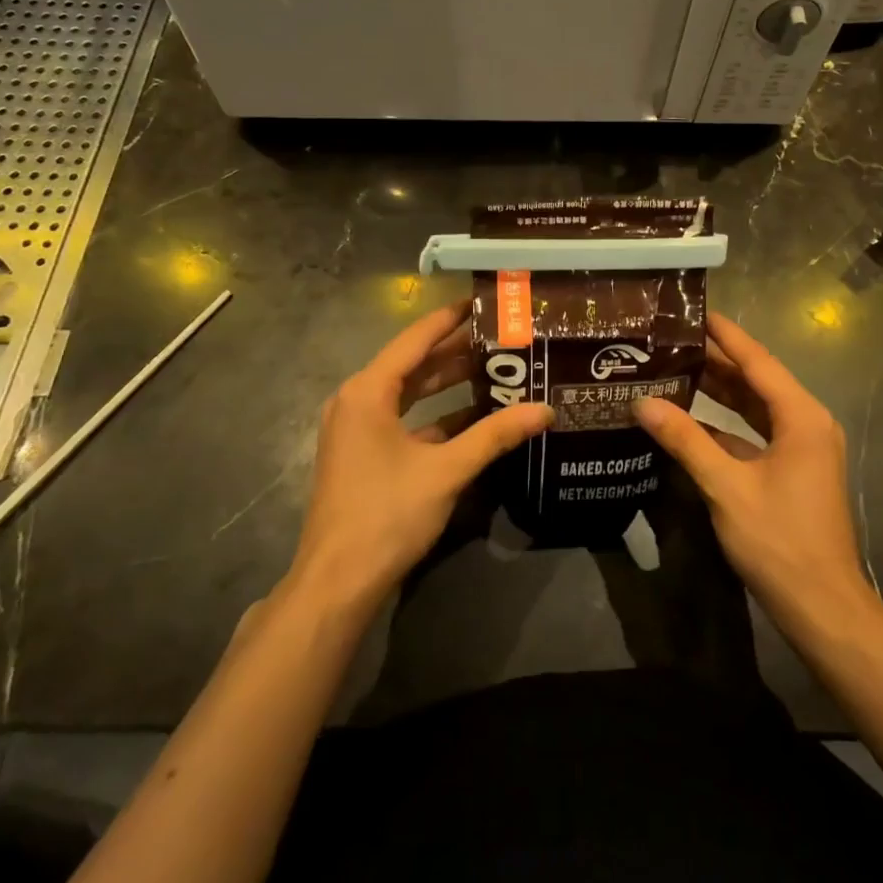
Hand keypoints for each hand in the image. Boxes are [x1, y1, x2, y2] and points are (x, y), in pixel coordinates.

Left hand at [286, 301, 552, 614]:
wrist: (338, 582)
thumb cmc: (387, 514)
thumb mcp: (446, 470)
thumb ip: (495, 435)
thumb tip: (545, 410)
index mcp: (368, 391)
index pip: (414, 339)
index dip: (449, 319)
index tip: (481, 300)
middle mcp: (357, 401)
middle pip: (412, 364)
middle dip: (454, 351)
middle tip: (500, 336)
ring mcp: (356, 429)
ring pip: (408, 393)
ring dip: (446, 383)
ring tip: (493, 368)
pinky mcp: (362, 454)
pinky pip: (403, 419)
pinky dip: (434, 415)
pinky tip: (472, 416)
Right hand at [634, 312, 874, 628]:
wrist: (822, 607)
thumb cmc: (779, 540)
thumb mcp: (726, 487)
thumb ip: (685, 440)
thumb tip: (643, 402)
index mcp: (800, 417)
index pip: (758, 361)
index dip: (726, 335)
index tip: (696, 310)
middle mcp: (806, 423)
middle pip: (757, 381)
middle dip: (717, 361)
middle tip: (673, 340)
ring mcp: (802, 448)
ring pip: (755, 408)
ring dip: (720, 392)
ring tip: (676, 368)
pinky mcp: (793, 470)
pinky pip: (756, 433)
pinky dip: (726, 424)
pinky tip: (691, 420)